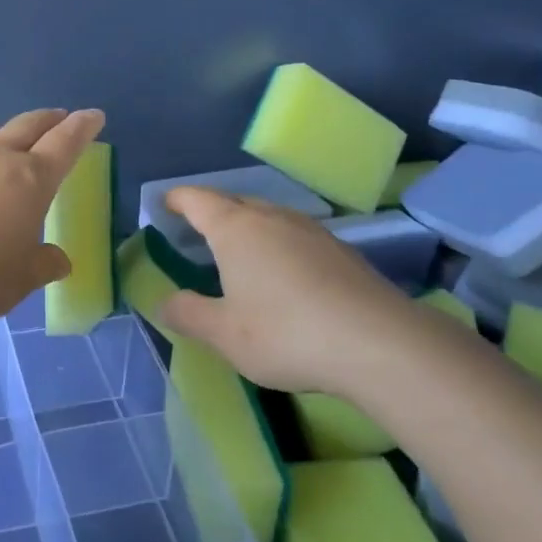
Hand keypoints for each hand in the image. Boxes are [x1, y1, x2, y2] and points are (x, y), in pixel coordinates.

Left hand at [0, 108, 105, 328]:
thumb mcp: (17, 282)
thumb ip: (41, 265)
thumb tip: (58, 260)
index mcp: (29, 180)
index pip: (65, 143)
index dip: (82, 128)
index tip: (93, 115)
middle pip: (27, 126)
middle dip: (47, 120)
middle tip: (59, 117)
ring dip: (0, 137)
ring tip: (3, 146)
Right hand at [159, 187, 434, 395]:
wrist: (378, 342)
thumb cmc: (285, 332)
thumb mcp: (225, 334)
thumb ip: (189, 314)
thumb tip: (162, 302)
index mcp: (236, 229)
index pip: (197, 200)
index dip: (177, 200)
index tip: (165, 203)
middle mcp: (272, 218)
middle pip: (235, 202)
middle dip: (213, 212)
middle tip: (197, 231)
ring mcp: (312, 231)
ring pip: (269, 217)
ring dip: (249, 228)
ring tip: (239, 252)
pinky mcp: (341, 250)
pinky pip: (296, 236)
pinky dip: (278, 245)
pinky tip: (284, 274)